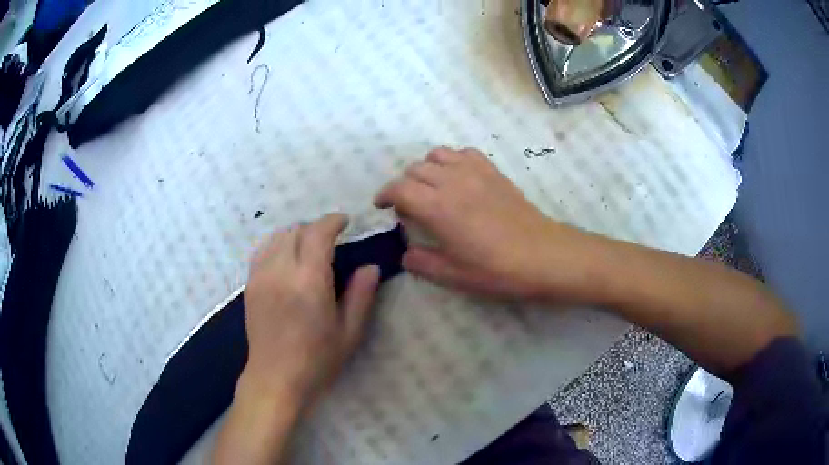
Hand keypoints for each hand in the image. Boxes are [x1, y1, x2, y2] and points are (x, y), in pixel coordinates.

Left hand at [243, 214, 379, 406]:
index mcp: (309, 281)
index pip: (318, 233)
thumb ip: (361, 296)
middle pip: (296, 230)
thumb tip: (371, 267)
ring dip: (295, 234)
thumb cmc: (317, 360)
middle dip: (315, 228)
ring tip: (308, 247)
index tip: (345, 222)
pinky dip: (276, 245)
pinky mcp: (250, 285)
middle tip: (330, 239)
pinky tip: (285, 258)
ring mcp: (261, 276)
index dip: (332, 221)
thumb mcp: (349, 332)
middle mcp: (281, 270)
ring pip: (277, 237)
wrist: (276, 378)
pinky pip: (261, 251)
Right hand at [374, 147, 598, 301]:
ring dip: (426, 169)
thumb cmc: (498, 270)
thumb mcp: (454, 276)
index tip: (382, 207)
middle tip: (408, 207)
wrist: (544, 256)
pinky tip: (458, 179)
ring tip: (431, 189)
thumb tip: (405, 253)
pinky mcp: (494, 172)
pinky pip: (465, 153)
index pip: (399, 188)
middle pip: (415, 169)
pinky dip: (453, 161)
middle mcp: (453, 181)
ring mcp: (475, 172)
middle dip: (404, 185)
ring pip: (438, 155)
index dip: (385, 195)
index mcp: (437, 207)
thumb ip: (422, 263)